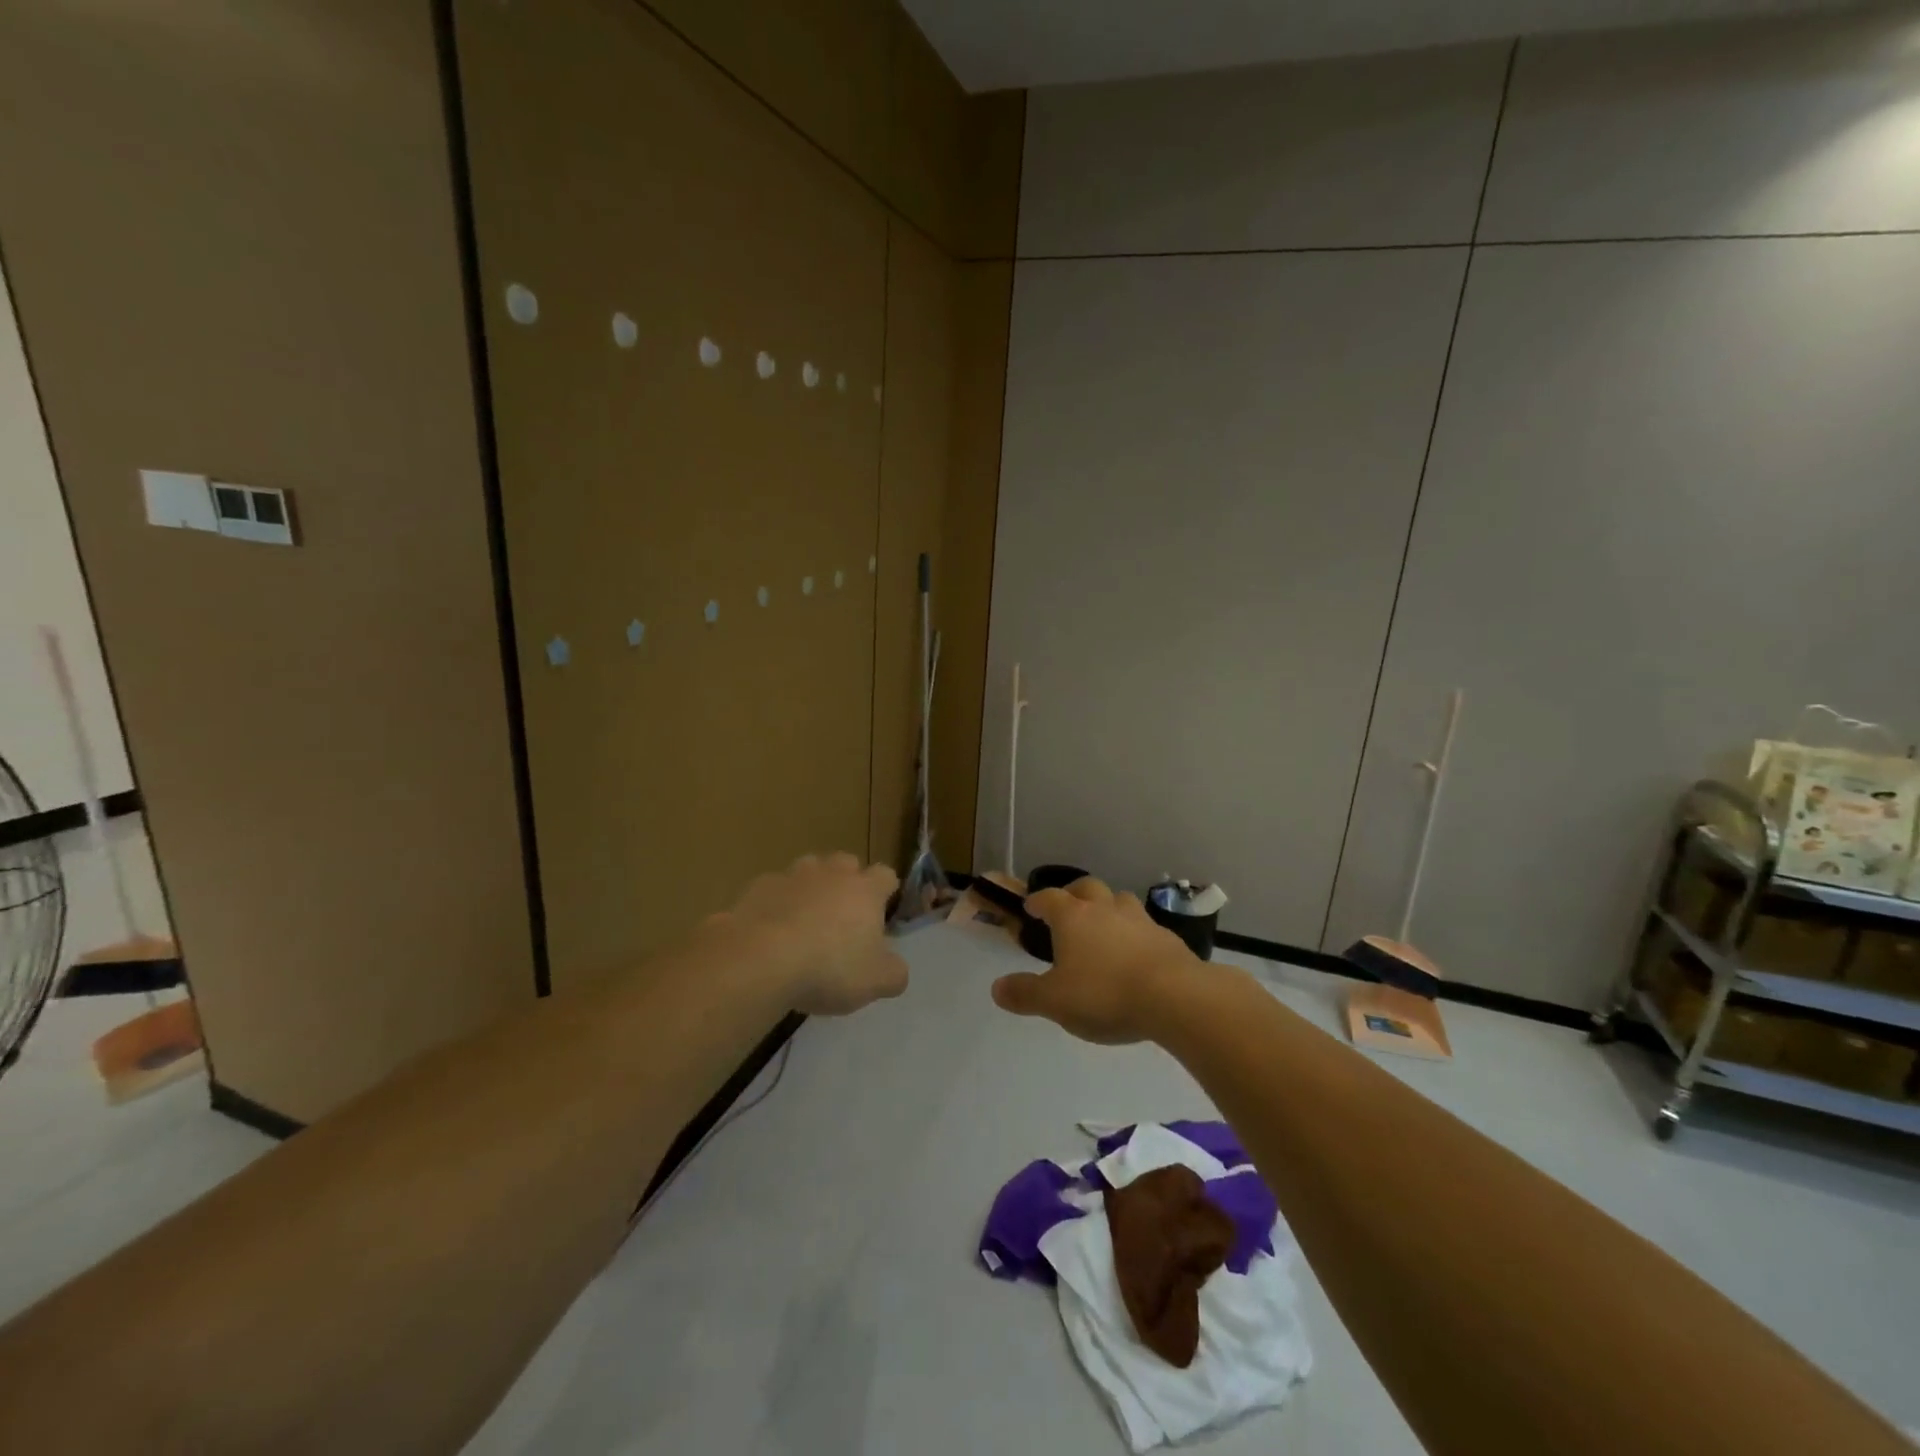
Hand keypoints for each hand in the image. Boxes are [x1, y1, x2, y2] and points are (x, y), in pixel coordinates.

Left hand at [718, 853, 907, 1015]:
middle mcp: (831, 873)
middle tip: (843, 915)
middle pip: (846, 863)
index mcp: (865, 890)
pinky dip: (777, 904)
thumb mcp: (876, 982)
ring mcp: (792, 876)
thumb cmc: (829, 968)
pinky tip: (770, 932)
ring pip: (808, 869)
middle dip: (847, 881)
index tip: (882, 911)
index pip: (886, 875)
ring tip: (805, 920)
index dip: (886, 891)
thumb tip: (896, 969)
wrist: (760, 960)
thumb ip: (894, 973)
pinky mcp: (758, 888)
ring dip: (811, 887)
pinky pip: (774, 890)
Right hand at [991, 877, 1195, 1043]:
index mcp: (1073, 917)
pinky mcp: (1167, 938)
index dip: (1037, 901)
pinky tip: (1135, 955)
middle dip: (1074, 894)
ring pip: (1119, 900)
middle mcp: (1105, 909)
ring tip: (1103, 929)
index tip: (1030, 907)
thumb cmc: (1105, 994)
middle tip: (1068, 911)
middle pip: (1087, 887)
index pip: (1049, 898)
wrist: (1175, 997)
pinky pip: (1144, 926)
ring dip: (1108, 908)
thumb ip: (1025, 993)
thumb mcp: (1055, 1002)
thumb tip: (997, 988)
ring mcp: (1139, 920)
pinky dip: (1134, 934)